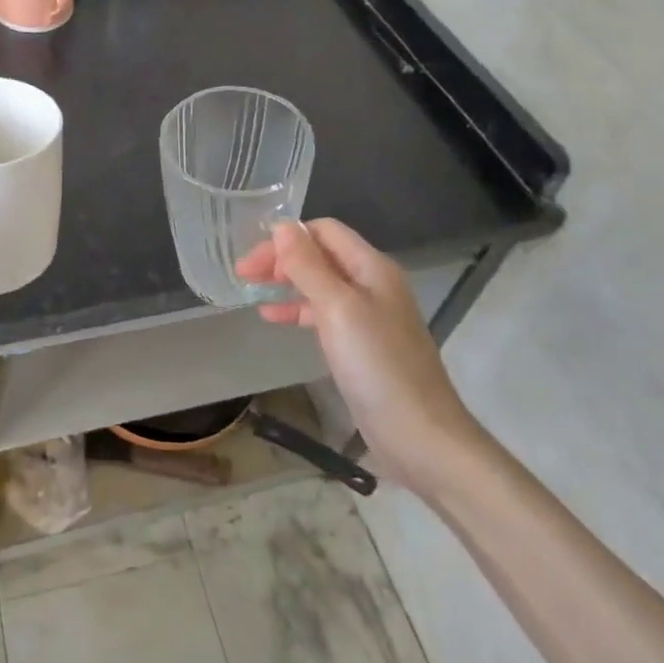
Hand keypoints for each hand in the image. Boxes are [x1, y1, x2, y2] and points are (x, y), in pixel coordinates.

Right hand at [238, 218, 481, 498]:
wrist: (421, 436)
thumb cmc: (377, 365)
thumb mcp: (337, 308)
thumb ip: (307, 266)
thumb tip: (281, 226)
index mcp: (371, 267)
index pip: (323, 231)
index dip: (285, 238)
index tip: (251, 260)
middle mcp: (372, 284)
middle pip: (320, 255)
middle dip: (281, 259)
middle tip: (243, 275)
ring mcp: (369, 316)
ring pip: (319, 284)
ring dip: (286, 283)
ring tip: (251, 293)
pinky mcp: (362, 345)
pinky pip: (324, 314)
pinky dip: (297, 310)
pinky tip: (274, 319)